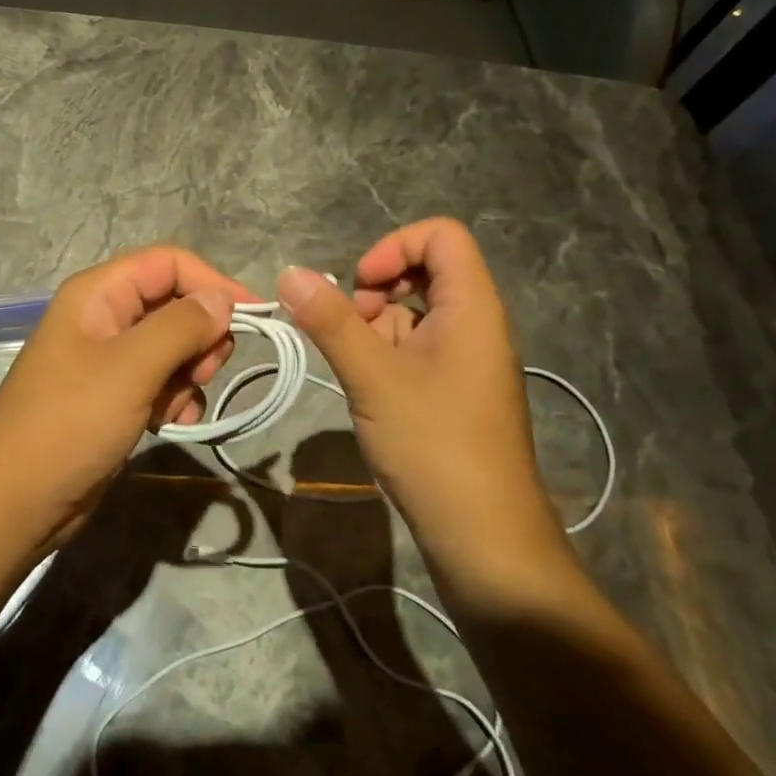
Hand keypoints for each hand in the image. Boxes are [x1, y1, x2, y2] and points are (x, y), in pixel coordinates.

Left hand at [0, 246, 252, 549]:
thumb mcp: (131, 368)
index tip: (253, 317)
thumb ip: (181, 326)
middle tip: (205, 370)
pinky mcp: (114, 395)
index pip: (169, 263)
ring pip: (172, 345)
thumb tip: (222, 300)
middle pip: (174, 303)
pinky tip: (171, 423)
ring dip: (189, 372)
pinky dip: (175, 397)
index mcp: (99, 293)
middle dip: (200, 335)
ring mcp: (108, 359)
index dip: (212, 283)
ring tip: (179, 404)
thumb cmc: (70, 423)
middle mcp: (104, 317)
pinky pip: (161, 380)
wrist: (15, 501)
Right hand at [277, 218, 560, 548]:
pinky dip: (386, 355)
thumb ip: (330, 321)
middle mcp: (476, 325)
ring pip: (415, 313)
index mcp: (472, 307)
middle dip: (378, 289)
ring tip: (356, 368)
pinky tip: (368, 389)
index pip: (441, 236)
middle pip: (426, 271)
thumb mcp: (373, 378)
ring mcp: (466, 360)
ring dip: (377, 327)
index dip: (394, 247)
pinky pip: (418, 348)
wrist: (486, 540)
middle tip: (352, 330)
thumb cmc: (435, 446)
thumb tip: (289, 273)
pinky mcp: (455, 392)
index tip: (360, 287)